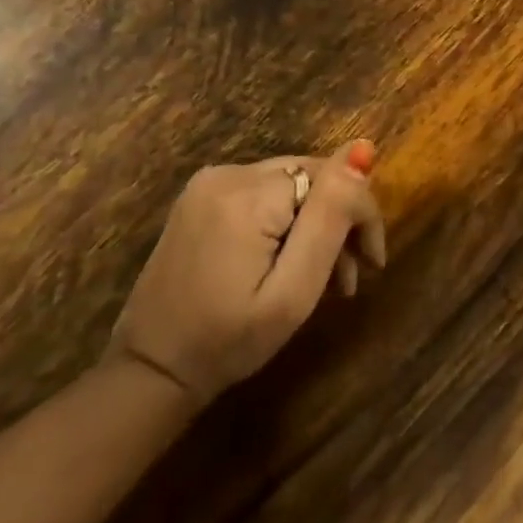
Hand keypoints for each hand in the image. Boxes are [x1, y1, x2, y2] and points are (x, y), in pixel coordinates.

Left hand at [105, 141, 385, 405]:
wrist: (149, 372)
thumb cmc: (228, 342)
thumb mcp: (293, 291)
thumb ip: (330, 218)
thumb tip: (362, 149)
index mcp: (250, 195)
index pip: (332, 178)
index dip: (361, 215)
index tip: (373, 264)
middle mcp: (228, 173)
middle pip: (312, 177)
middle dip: (340, 220)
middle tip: (351, 276)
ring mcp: (209, 182)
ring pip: (292, 184)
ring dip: (316, 222)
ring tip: (328, 277)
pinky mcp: (200, 196)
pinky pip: (265, 192)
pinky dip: (287, 219)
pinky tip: (290, 258)